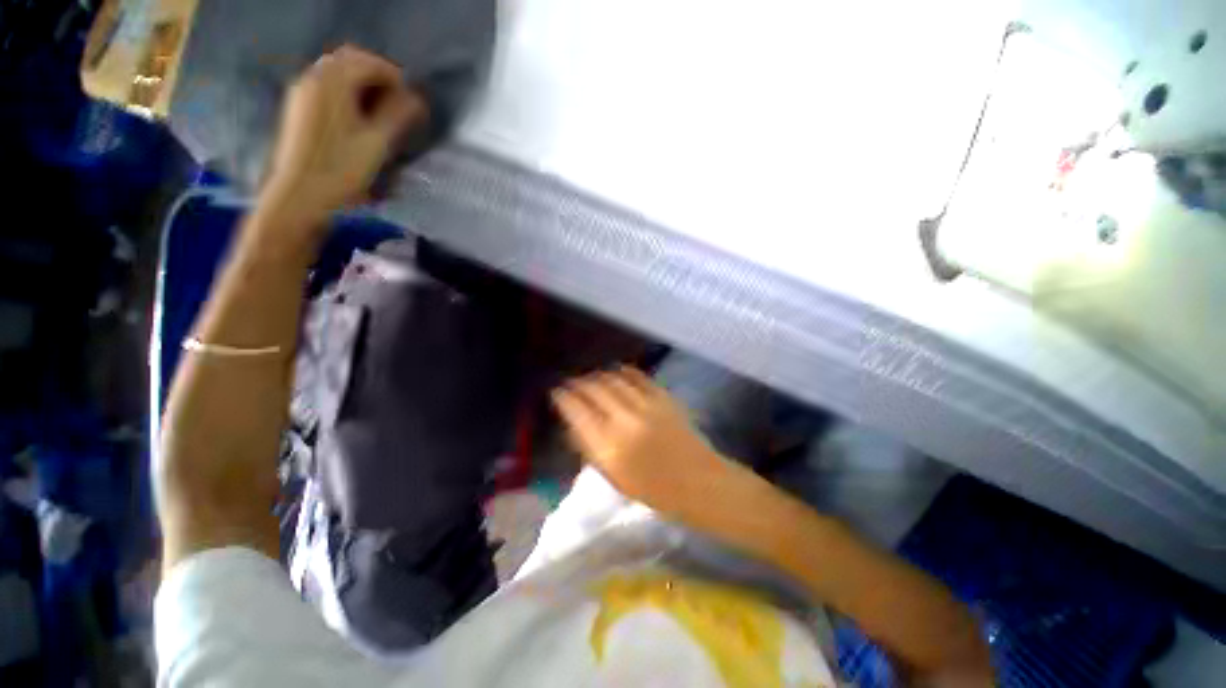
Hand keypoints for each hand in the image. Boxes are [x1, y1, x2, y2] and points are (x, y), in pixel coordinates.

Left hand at [262, 45, 427, 224]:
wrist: (301, 193)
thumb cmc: (342, 168)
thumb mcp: (378, 142)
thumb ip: (399, 115)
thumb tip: (417, 100)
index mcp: (333, 81)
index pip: (370, 62)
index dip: (395, 77)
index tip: (412, 102)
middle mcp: (315, 78)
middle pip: (351, 62)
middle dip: (378, 78)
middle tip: (399, 104)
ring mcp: (303, 92)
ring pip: (338, 74)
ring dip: (363, 86)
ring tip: (382, 114)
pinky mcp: (299, 108)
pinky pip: (327, 88)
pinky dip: (347, 94)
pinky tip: (359, 118)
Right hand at [552, 367, 734, 515]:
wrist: (698, 480)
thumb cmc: (653, 489)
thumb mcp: (613, 477)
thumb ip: (591, 448)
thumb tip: (575, 423)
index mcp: (609, 448)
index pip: (577, 412)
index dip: (563, 397)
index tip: (556, 392)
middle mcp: (624, 421)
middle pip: (593, 390)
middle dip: (578, 382)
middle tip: (571, 382)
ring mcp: (646, 405)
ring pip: (613, 379)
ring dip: (598, 375)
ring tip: (591, 377)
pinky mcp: (663, 397)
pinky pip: (637, 376)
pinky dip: (623, 371)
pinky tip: (616, 371)